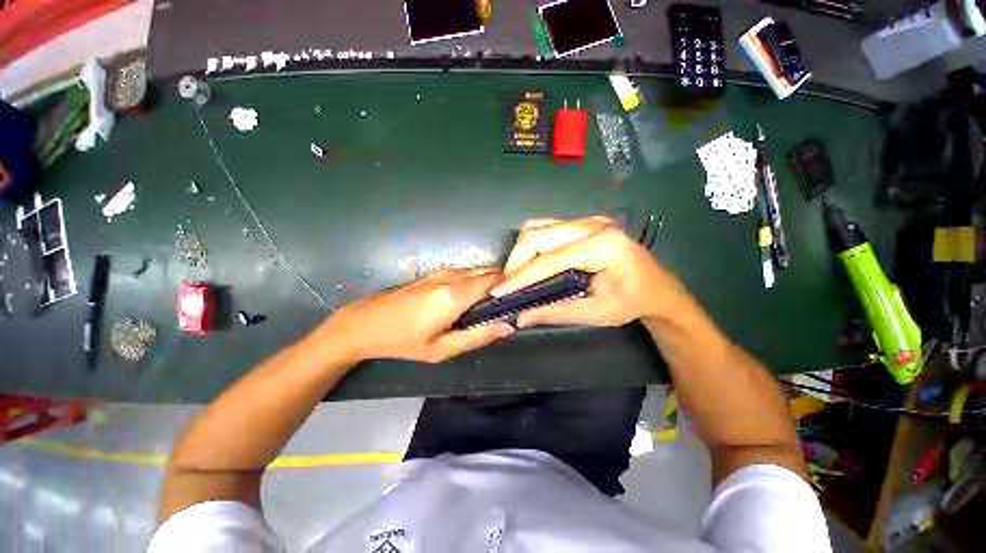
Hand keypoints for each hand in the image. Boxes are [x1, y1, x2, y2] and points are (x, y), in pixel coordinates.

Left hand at [325, 268, 513, 362]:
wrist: (365, 324)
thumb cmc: (404, 341)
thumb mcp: (442, 349)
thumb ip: (478, 336)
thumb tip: (508, 326)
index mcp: (454, 295)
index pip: (494, 280)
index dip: (510, 287)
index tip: (517, 301)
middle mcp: (452, 276)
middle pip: (488, 272)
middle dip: (501, 285)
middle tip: (505, 306)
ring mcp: (442, 272)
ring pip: (477, 271)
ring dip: (488, 284)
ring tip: (489, 306)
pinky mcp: (435, 272)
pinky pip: (465, 273)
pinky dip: (475, 282)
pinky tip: (470, 301)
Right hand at [490, 216, 686, 326]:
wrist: (657, 288)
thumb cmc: (631, 303)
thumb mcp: (594, 313)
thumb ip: (555, 312)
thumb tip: (520, 316)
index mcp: (602, 246)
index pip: (549, 259)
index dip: (521, 276)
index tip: (498, 291)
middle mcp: (593, 225)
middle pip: (538, 234)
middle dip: (516, 261)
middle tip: (508, 285)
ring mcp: (588, 220)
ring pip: (539, 227)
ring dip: (522, 251)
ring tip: (518, 276)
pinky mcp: (583, 223)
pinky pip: (547, 228)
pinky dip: (533, 245)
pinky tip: (533, 263)